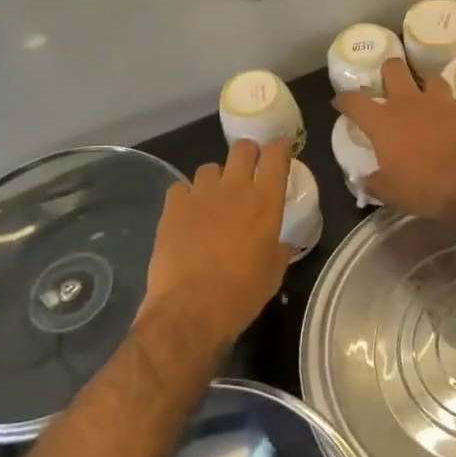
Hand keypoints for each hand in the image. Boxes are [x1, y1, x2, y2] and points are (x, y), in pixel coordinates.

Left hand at [144, 139, 291, 352]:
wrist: (191, 308)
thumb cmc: (241, 294)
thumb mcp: (273, 274)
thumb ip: (279, 250)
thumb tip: (281, 244)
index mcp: (266, 202)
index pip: (277, 156)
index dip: (279, 149)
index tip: (280, 152)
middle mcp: (235, 188)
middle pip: (242, 149)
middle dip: (248, 154)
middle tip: (249, 170)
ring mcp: (201, 194)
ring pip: (210, 167)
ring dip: (216, 179)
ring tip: (214, 199)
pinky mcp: (174, 206)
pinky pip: (181, 188)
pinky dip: (186, 197)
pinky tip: (187, 214)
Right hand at [335, 58, 455, 221]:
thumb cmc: (424, 187)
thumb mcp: (390, 193)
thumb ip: (373, 182)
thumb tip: (365, 180)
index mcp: (383, 121)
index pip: (355, 101)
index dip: (345, 99)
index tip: (340, 101)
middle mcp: (409, 103)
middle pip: (393, 68)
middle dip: (388, 71)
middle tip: (388, 85)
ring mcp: (440, 102)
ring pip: (429, 77)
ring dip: (424, 86)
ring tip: (424, 99)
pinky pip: (455, 101)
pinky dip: (451, 109)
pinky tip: (452, 121)